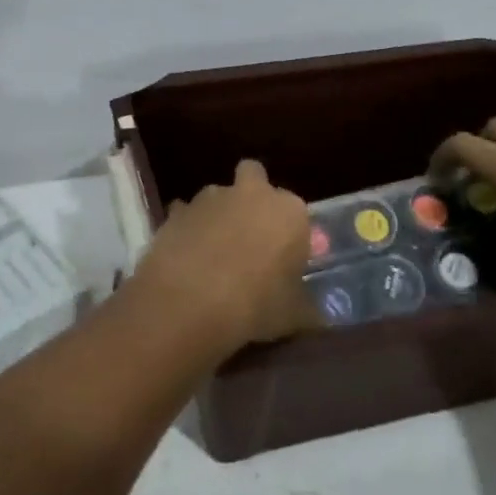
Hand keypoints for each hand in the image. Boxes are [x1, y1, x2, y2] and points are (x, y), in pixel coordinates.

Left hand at [130, 159, 319, 355]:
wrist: (190, 300)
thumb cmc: (255, 304)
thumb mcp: (294, 316)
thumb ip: (307, 309)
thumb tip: (318, 318)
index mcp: (289, 211)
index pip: (298, 212)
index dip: (290, 233)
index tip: (285, 258)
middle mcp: (252, 193)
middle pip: (255, 177)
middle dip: (253, 196)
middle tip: (251, 233)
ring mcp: (211, 197)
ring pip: (218, 195)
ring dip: (218, 214)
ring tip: (214, 252)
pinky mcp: (177, 209)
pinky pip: (186, 213)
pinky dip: (188, 227)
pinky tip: (186, 256)